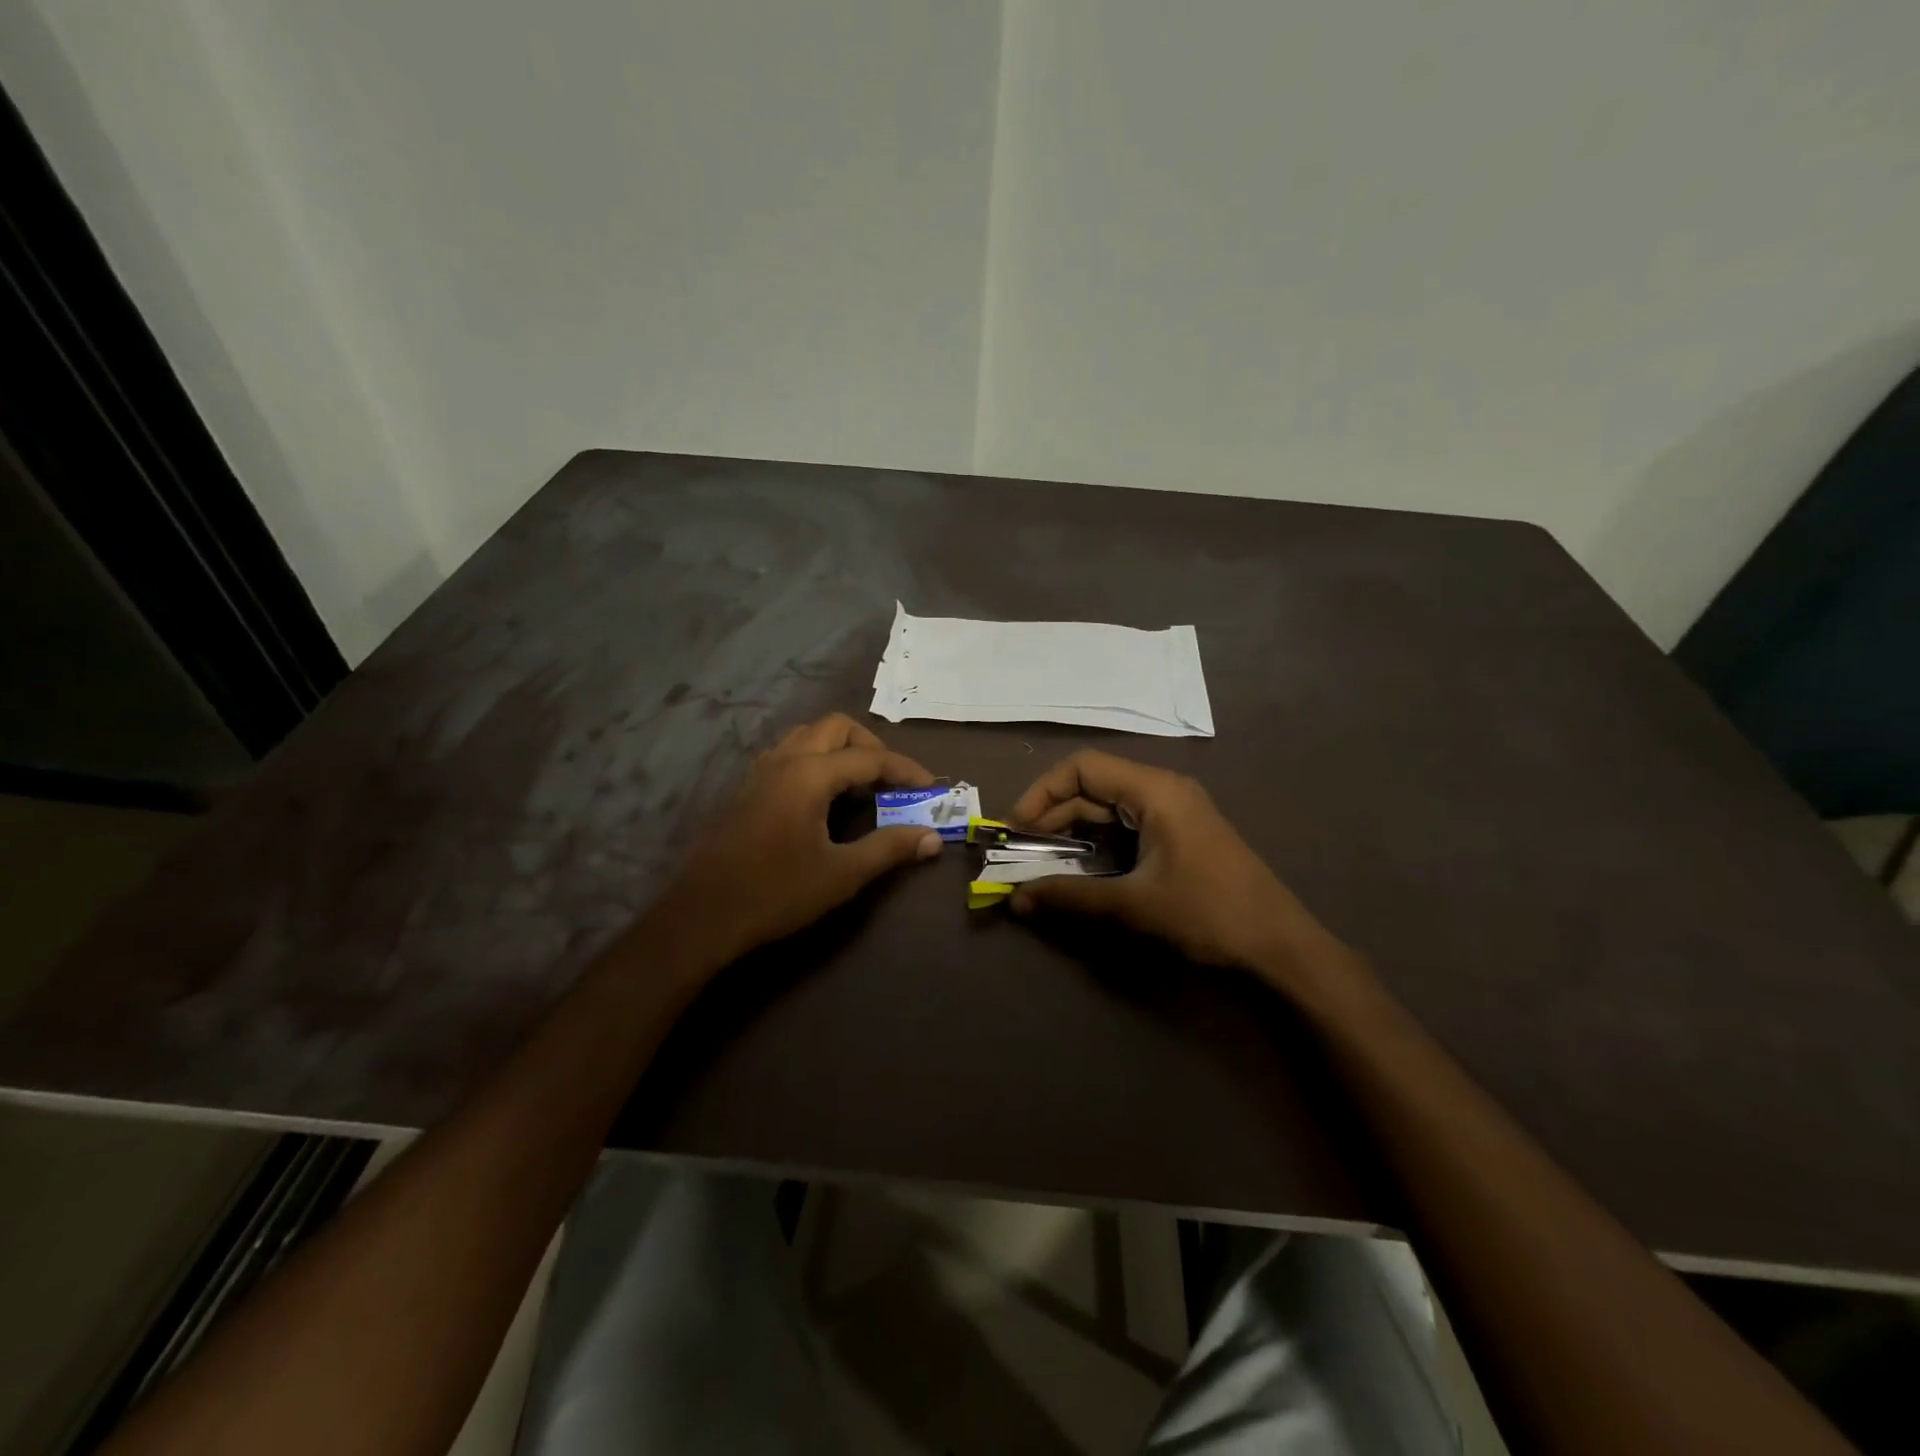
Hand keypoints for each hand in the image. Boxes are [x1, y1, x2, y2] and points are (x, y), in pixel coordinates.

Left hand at [643, 714, 942, 970]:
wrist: (704, 916)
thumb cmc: (776, 893)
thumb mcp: (842, 874)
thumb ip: (889, 849)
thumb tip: (933, 838)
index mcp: (808, 775)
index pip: (869, 757)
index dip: (905, 769)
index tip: (930, 788)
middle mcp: (784, 760)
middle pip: (836, 727)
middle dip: (870, 746)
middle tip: (891, 780)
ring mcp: (760, 771)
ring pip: (808, 736)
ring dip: (840, 749)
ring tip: (860, 785)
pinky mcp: (747, 788)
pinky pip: (788, 754)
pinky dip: (816, 760)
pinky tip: (823, 798)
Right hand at [1008, 750, 1353, 990]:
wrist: (1280, 945)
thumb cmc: (1208, 913)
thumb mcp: (1133, 904)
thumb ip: (1070, 896)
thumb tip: (1016, 899)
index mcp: (1155, 790)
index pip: (1083, 767)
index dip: (1043, 792)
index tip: (1017, 828)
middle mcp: (1163, 790)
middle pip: (1093, 786)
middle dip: (1053, 816)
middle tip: (1022, 852)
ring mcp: (1174, 811)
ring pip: (1108, 808)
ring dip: (1073, 831)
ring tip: (1043, 862)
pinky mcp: (1178, 834)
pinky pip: (1127, 826)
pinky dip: (1098, 842)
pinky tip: (1081, 868)